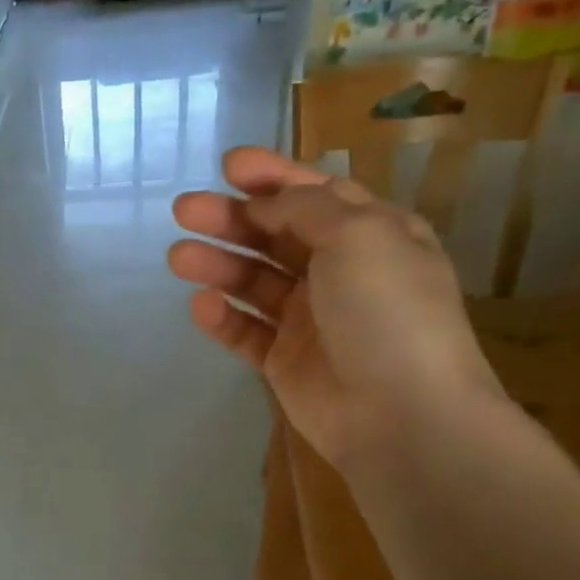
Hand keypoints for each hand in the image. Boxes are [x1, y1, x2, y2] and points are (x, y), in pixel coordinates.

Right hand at [168, 147, 504, 468]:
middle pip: (276, 235)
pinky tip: (201, 305)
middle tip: (184, 209)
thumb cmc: (387, 312)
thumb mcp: (359, 236)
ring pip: (254, 282)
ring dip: (218, 265)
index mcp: (372, 235)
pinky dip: (222, 316)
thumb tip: (266, 203)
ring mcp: (310, 318)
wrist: (401, 414)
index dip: (273, 176)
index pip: (317, 194)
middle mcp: (341, 272)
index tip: (227, 165)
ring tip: (178, 257)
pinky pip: (246, 330)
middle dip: (231, 218)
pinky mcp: (284, 360)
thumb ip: (306, 208)